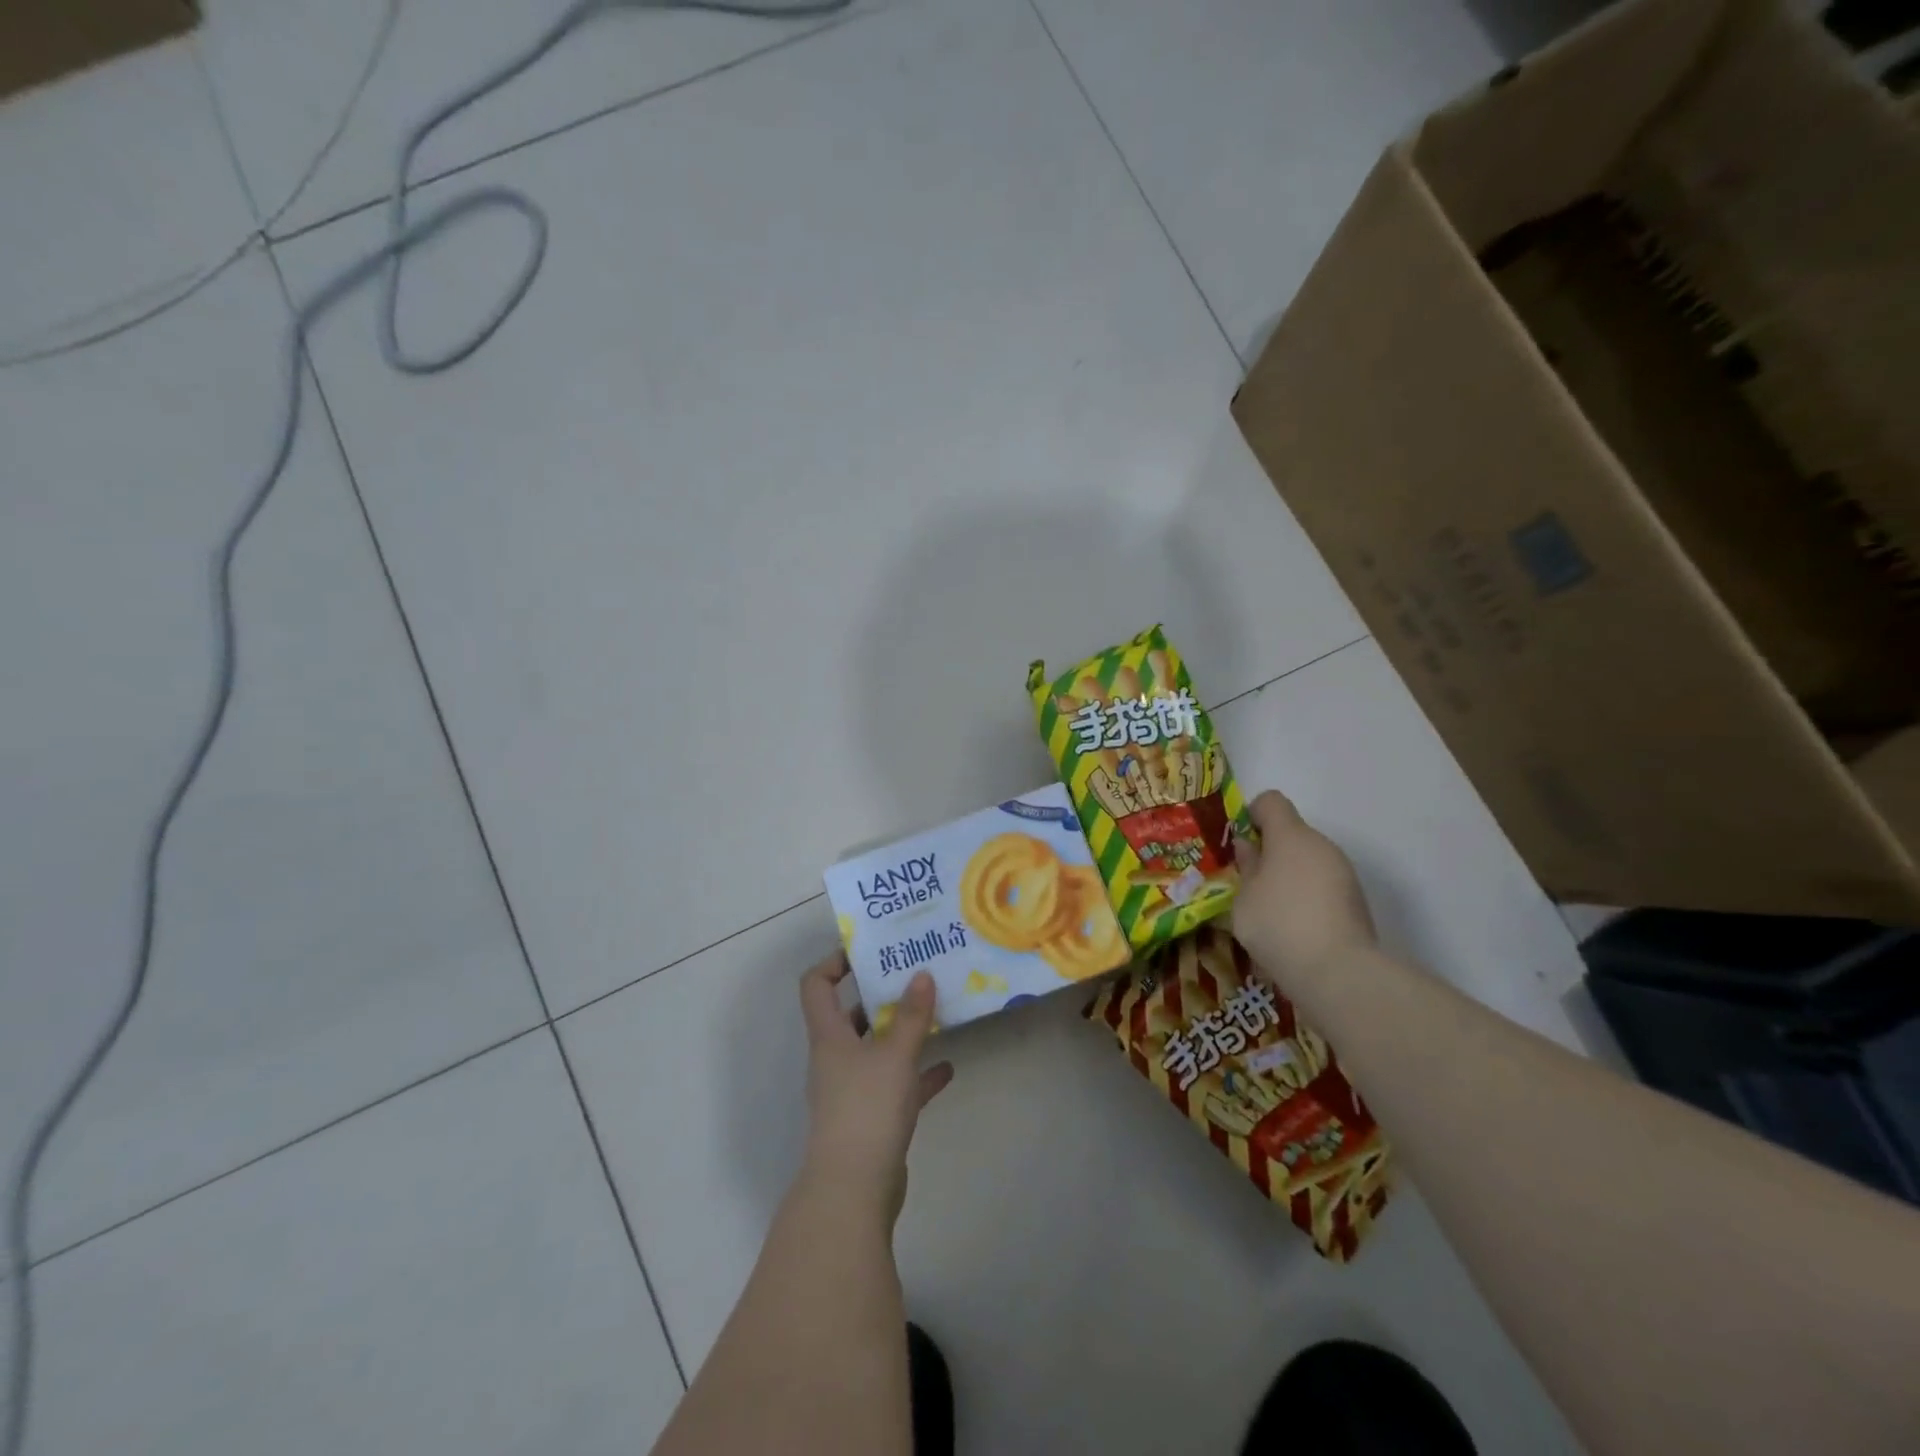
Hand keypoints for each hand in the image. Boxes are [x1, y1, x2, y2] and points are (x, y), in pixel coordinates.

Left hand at [798, 956, 953, 1224]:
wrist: (853, 1191)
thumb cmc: (867, 1109)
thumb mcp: (895, 1055)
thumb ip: (912, 1015)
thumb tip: (922, 974)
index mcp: (829, 1037)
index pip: (816, 985)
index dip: (835, 961)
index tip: (868, 950)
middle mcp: (835, 1059)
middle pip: (849, 1016)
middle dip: (878, 995)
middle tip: (912, 975)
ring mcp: (852, 1091)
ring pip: (875, 1050)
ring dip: (901, 1033)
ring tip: (933, 1012)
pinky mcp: (872, 1119)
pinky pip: (896, 1086)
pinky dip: (917, 1075)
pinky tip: (947, 1068)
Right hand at [1233, 789, 1376, 989]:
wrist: (1339, 972)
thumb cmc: (1278, 924)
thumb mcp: (1244, 896)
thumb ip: (1246, 866)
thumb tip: (1248, 846)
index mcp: (1291, 835)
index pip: (1271, 802)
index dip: (1251, 815)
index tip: (1238, 843)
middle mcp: (1321, 845)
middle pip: (1291, 833)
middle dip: (1269, 851)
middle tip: (1249, 882)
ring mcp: (1343, 872)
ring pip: (1308, 860)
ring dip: (1289, 874)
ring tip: (1271, 909)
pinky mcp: (1355, 900)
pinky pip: (1322, 885)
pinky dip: (1307, 896)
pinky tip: (1294, 926)